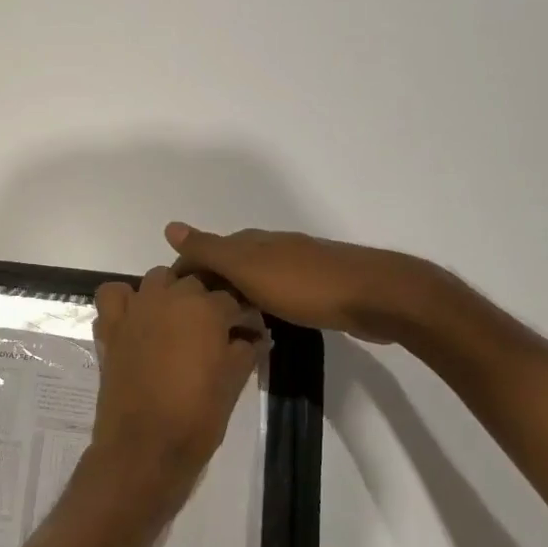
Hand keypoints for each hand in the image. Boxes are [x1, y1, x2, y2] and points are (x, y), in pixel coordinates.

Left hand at [83, 267, 264, 518]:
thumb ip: (245, 351)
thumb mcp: (233, 383)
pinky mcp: (110, 326)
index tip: (248, 332)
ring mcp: (135, 309)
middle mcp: (169, 298)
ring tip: (178, 322)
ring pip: (157, 280)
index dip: (242, 316)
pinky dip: (125, 300)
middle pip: (194, 283)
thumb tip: (253, 337)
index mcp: (205, 309)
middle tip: (215, 331)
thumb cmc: (197, 417)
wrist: (145, 447)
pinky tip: (137, 319)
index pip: (231, 299)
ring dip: (170, 293)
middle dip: (207, 302)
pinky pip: (114, 295)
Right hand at [165, 222, 458, 344]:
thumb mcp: (249, 268)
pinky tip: (264, 320)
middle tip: (194, 314)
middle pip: (231, 261)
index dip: (188, 269)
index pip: (207, 250)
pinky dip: (262, 302)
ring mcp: (299, 266)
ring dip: (237, 292)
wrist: (378, 297)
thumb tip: (170, 226)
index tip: (173, 299)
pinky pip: (278, 291)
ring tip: (222, 320)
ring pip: (255, 277)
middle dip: (211, 281)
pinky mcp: (321, 287)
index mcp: (253, 242)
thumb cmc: (306, 285)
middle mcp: (274, 247)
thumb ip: (210, 250)